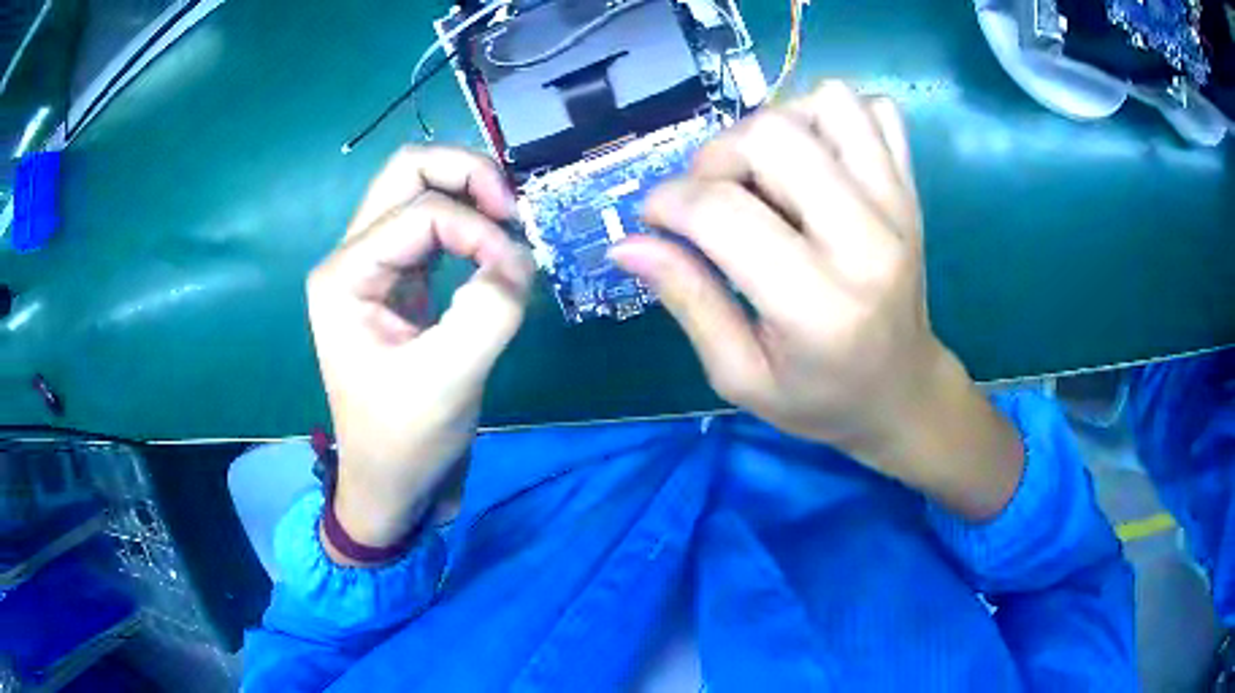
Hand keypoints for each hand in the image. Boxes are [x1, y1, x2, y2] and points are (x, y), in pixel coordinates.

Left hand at [307, 146, 533, 552]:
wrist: (390, 481)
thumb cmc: (405, 440)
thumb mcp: (449, 381)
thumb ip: (489, 311)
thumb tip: (520, 256)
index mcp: (345, 276)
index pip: (420, 212)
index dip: (477, 229)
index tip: (514, 272)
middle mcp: (351, 257)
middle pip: (407, 171)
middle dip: (466, 174)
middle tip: (512, 209)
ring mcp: (372, 265)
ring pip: (418, 188)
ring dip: (468, 192)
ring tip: (508, 222)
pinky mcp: (397, 280)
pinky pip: (431, 223)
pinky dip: (467, 220)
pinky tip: (492, 245)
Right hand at [611, 82, 1023, 519]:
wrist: (903, 392)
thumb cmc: (820, 399)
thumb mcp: (740, 375)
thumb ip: (688, 301)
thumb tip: (626, 244)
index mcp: (818, 306)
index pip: (724, 212)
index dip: (668, 202)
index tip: (654, 218)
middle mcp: (867, 241)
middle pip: (773, 136)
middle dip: (717, 155)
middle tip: (710, 195)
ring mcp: (898, 206)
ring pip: (829, 103)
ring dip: (779, 123)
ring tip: (767, 172)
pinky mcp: (912, 190)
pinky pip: (875, 110)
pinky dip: (834, 118)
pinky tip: (816, 159)